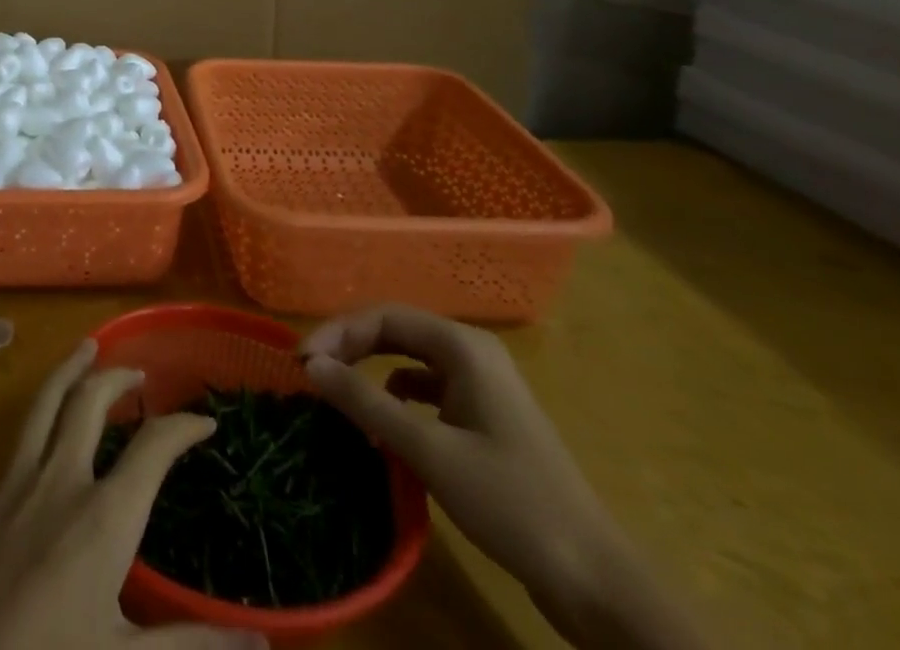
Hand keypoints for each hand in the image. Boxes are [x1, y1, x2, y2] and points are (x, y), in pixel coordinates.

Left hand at [0, 338, 266, 649]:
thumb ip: (191, 646)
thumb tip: (262, 640)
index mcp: (102, 517)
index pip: (152, 448)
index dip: (183, 427)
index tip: (205, 422)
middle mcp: (58, 481)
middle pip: (89, 401)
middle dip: (116, 376)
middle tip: (138, 371)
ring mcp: (12, 485)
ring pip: (42, 404)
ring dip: (68, 371)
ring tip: (85, 349)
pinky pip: (13, 451)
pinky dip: (35, 431)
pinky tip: (39, 446)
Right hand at [302, 306, 710, 649]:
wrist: (596, 581)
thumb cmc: (510, 502)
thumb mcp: (428, 450)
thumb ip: (365, 401)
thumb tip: (311, 365)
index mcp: (463, 346)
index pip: (383, 317)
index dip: (338, 332)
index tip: (303, 361)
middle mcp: (472, 353)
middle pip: (395, 331)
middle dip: (350, 346)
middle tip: (312, 372)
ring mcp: (483, 386)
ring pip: (410, 359)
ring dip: (370, 369)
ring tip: (338, 392)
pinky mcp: (486, 419)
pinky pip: (428, 389)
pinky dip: (397, 396)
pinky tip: (383, 422)